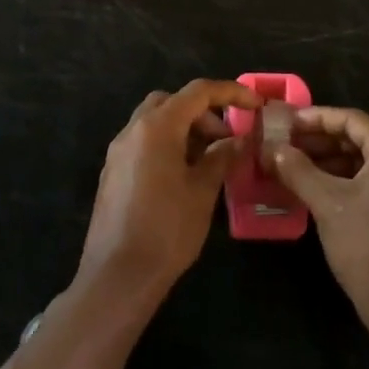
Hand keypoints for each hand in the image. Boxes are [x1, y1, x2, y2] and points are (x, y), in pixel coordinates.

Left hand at [81, 79, 259, 298]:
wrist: (118, 276)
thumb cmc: (167, 230)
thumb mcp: (203, 191)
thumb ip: (221, 157)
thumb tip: (238, 140)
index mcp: (157, 127)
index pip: (198, 92)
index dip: (231, 93)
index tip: (256, 106)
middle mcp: (132, 131)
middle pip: (171, 102)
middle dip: (203, 112)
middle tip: (225, 139)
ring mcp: (118, 152)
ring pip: (155, 122)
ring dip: (184, 129)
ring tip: (209, 160)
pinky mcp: (113, 173)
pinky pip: (143, 143)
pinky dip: (167, 145)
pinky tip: (185, 176)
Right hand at [267, 107, 368, 328]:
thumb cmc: (367, 247)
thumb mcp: (326, 203)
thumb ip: (298, 170)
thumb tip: (272, 149)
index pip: (351, 119)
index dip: (315, 118)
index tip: (285, 123)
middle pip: (362, 139)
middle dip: (321, 142)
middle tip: (286, 146)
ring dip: (333, 163)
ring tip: (297, 169)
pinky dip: (350, 181)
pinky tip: (321, 192)